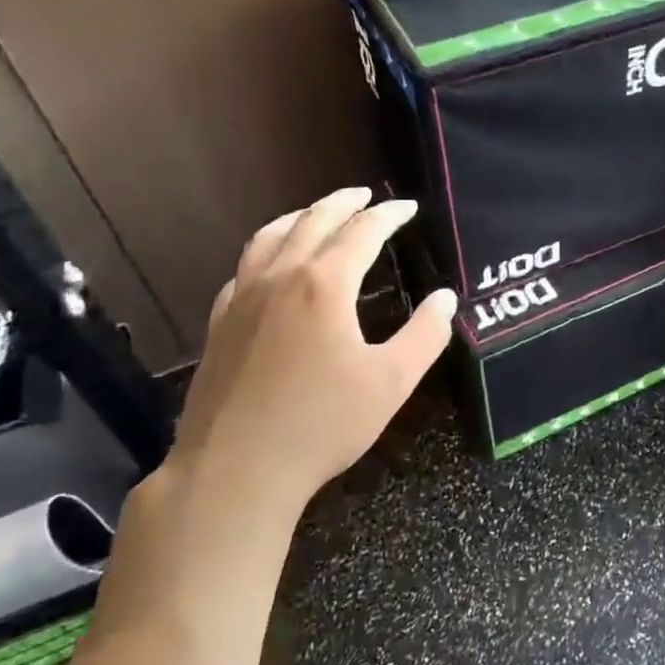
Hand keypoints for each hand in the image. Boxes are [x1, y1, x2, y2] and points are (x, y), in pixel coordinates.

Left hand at [165, 188, 455, 519]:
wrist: (235, 470)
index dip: (388, 215)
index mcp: (324, 285)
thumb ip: (425, 335)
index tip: (407, 207)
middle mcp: (279, 278)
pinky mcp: (219, 325)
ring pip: (269, 238)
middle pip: (312, 222)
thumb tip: (445, 298)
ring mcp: (242, 300)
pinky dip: (265, 251)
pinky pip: (243, 269)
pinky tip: (269, 266)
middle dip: (342, 203)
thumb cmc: (322, 424)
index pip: (361, 232)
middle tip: (365, 195)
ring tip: (316, 214)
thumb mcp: (391, 382)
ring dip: (299, 217)